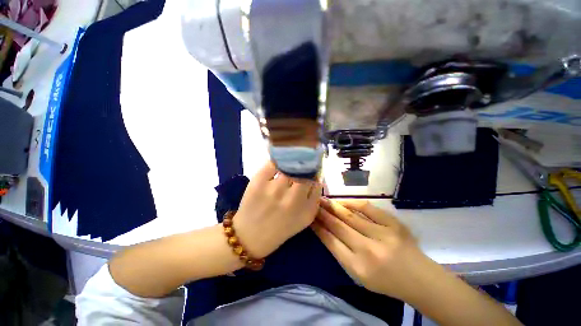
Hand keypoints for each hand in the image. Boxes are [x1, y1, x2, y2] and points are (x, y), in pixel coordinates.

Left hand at [233, 162, 322, 257]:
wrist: (251, 236)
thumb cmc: (281, 227)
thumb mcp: (304, 218)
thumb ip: (314, 197)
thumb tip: (317, 175)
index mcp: (307, 210)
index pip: (317, 182)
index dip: (314, 174)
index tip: (311, 171)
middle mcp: (293, 199)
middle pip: (305, 172)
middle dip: (304, 168)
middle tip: (299, 168)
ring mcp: (274, 190)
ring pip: (290, 166)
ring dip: (291, 164)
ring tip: (288, 166)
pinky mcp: (258, 182)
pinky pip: (272, 163)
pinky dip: (276, 161)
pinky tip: (276, 165)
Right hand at [312, 199, 429, 299]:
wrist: (420, 278)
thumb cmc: (385, 281)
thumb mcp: (358, 275)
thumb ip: (340, 252)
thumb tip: (324, 230)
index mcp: (358, 267)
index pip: (331, 241)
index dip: (318, 227)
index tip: (310, 217)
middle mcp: (369, 250)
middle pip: (338, 226)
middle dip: (322, 213)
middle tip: (313, 204)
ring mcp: (382, 234)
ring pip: (350, 215)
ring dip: (333, 206)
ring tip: (323, 200)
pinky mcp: (393, 223)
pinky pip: (367, 208)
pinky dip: (352, 203)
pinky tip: (342, 201)